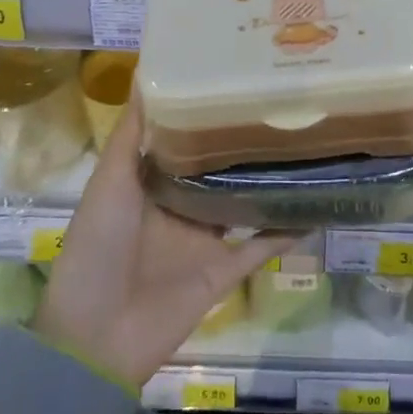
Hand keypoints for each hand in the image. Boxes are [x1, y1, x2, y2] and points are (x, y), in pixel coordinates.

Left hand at [37, 94, 289, 387]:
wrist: (96, 337)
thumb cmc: (98, 249)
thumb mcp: (109, 183)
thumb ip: (131, 136)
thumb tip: (148, 77)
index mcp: (151, 184)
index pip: (184, 139)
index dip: (206, 111)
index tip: (234, 76)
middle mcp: (181, 206)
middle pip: (219, 169)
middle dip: (243, 141)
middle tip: (282, 103)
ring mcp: (205, 239)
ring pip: (244, 201)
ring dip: (269, 181)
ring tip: (306, 144)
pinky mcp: (224, 270)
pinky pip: (262, 247)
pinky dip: (288, 230)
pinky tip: (316, 205)